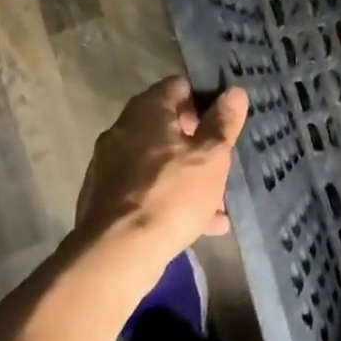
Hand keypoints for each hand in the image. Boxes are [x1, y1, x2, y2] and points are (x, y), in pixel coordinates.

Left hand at [73, 77, 248, 271]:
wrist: (118, 254)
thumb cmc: (172, 193)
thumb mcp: (211, 156)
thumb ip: (224, 122)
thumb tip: (234, 92)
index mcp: (147, 111)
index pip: (178, 86)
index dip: (204, 97)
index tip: (225, 119)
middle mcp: (123, 130)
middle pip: (167, 124)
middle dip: (198, 142)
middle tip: (223, 159)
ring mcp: (110, 166)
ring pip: (159, 161)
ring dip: (187, 174)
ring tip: (218, 201)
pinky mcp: (106, 199)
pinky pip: (146, 189)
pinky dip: (170, 198)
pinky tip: (199, 224)